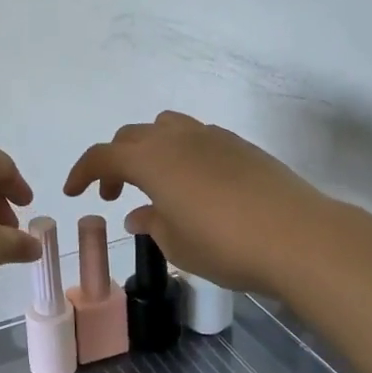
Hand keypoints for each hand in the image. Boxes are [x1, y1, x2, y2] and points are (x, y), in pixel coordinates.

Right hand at [63, 111, 320, 294]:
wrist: (298, 236)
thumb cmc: (226, 245)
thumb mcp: (177, 244)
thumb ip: (152, 223)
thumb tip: (138, 214)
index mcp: (150, 160)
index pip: (102, 156)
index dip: (82, 172)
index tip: (72, 192)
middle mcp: (176, 138)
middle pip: (131, 137)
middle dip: (115, 163)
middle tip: (116, 195)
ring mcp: (210, 136)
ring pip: (165, 127)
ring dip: (148, 149)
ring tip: (155, 182)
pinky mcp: (239, 145)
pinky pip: (196, 136)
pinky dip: (180, 151)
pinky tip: (195, 183)